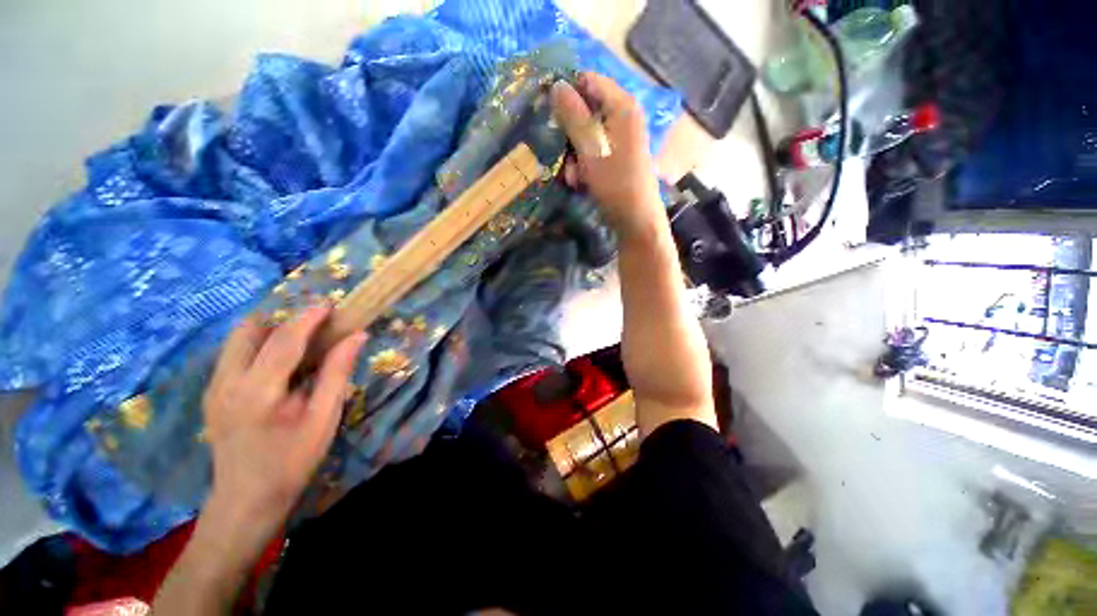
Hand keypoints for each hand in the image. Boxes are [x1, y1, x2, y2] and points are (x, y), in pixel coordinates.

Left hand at [201, 304, 365, 535]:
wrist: (245, 501)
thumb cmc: (291, 461)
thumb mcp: (323, 418)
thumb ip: (337, 373)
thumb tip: (356, 336)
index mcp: (257, 390)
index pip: (284, 339)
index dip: (308, 317)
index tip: (330, 305)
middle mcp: (227, 381)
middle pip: (248, 330)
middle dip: (281, 318)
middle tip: (314, 324)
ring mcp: (214, 387)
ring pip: (237, 340)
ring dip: (269, 331)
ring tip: (300, 340)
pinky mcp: (212, 394)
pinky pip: (234, 355)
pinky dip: (258, 346)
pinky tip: (280, 363)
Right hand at [550, 73, 664, 241]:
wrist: (635, 218)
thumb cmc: (615, 182)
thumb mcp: (590, 149)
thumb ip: (573, 116)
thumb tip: (556, 85)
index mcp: (622, 105)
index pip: (588, 81)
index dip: (566, 94)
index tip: (549, 115)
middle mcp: (623, 116)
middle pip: (585, 109)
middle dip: (569, 133)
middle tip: (562, 154)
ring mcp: (620, 137)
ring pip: (585, 134)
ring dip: (573, 154)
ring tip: (573, 176)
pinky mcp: (616, 155)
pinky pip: (592, 150)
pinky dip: (583, 164)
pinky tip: (580, 181)